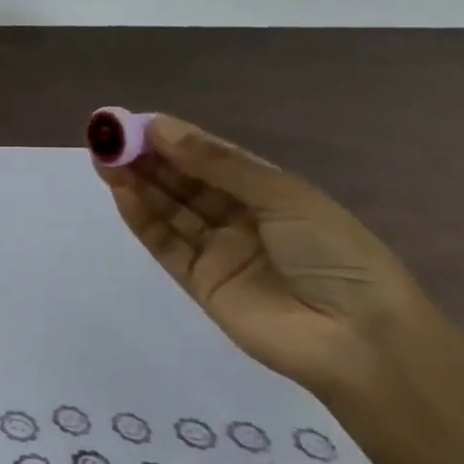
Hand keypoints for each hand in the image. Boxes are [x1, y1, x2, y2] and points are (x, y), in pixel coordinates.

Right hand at [94, 114, 444, 398]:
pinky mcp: (197, 280)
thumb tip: (160, 128)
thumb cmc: (334, 255)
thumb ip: (217, 165)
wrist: (358, 340)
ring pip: (168, 208)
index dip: (174, 138)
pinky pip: (164, 242)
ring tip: (104, 157)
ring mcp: (217, 250)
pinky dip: (141, 216)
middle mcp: (239, 217)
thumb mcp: (283, 197)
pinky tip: (121, 191)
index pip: (211, 157)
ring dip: (136, 182)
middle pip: (183, 181)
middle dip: (146, 157)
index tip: (136, 122)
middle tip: (108, 136)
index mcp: (269, 192)